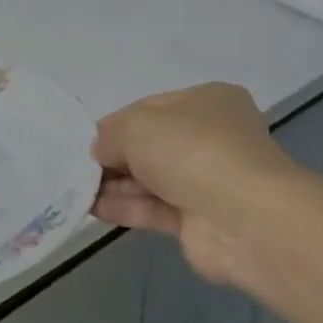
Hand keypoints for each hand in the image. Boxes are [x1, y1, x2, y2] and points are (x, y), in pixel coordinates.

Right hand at [91, 83, 302, 283]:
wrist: (246, 220)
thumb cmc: (192, 151)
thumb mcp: (136, 126)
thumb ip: (110, 134)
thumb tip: (100, 151)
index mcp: (207, 102)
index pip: (150, 108)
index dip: (116, 123)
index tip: (88, 140)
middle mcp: (211, 138)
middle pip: (150, 145)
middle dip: (114, 156)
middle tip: (77, 167)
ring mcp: (208, 181)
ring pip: (151, 179)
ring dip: (115, 184)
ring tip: (76, 189)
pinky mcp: (200, 221)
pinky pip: (154, 209)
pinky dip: (125, 207)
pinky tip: (92, 208)